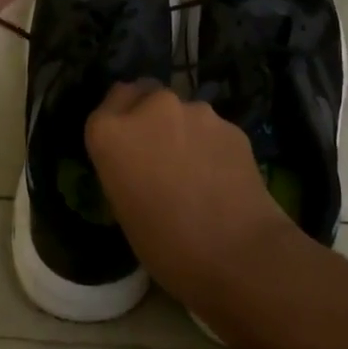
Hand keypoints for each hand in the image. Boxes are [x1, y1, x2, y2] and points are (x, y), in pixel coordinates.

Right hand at [84, 80, 303, 314]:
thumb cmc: (166, 244)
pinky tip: (221, 176)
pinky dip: (212, 144)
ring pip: (183, 112)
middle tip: (160, 154)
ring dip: (184, 131)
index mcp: (111, 131)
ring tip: (196, 170)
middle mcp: (151, 108)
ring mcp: (195, 112)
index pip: (110, 102)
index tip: (127, 145)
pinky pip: (212, 129)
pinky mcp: (231, 124)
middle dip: (151, 117)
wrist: (238, 253)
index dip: (120, 121)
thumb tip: (140, 161)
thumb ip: (125, 166)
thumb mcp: (123, 207)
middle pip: (146, 95)